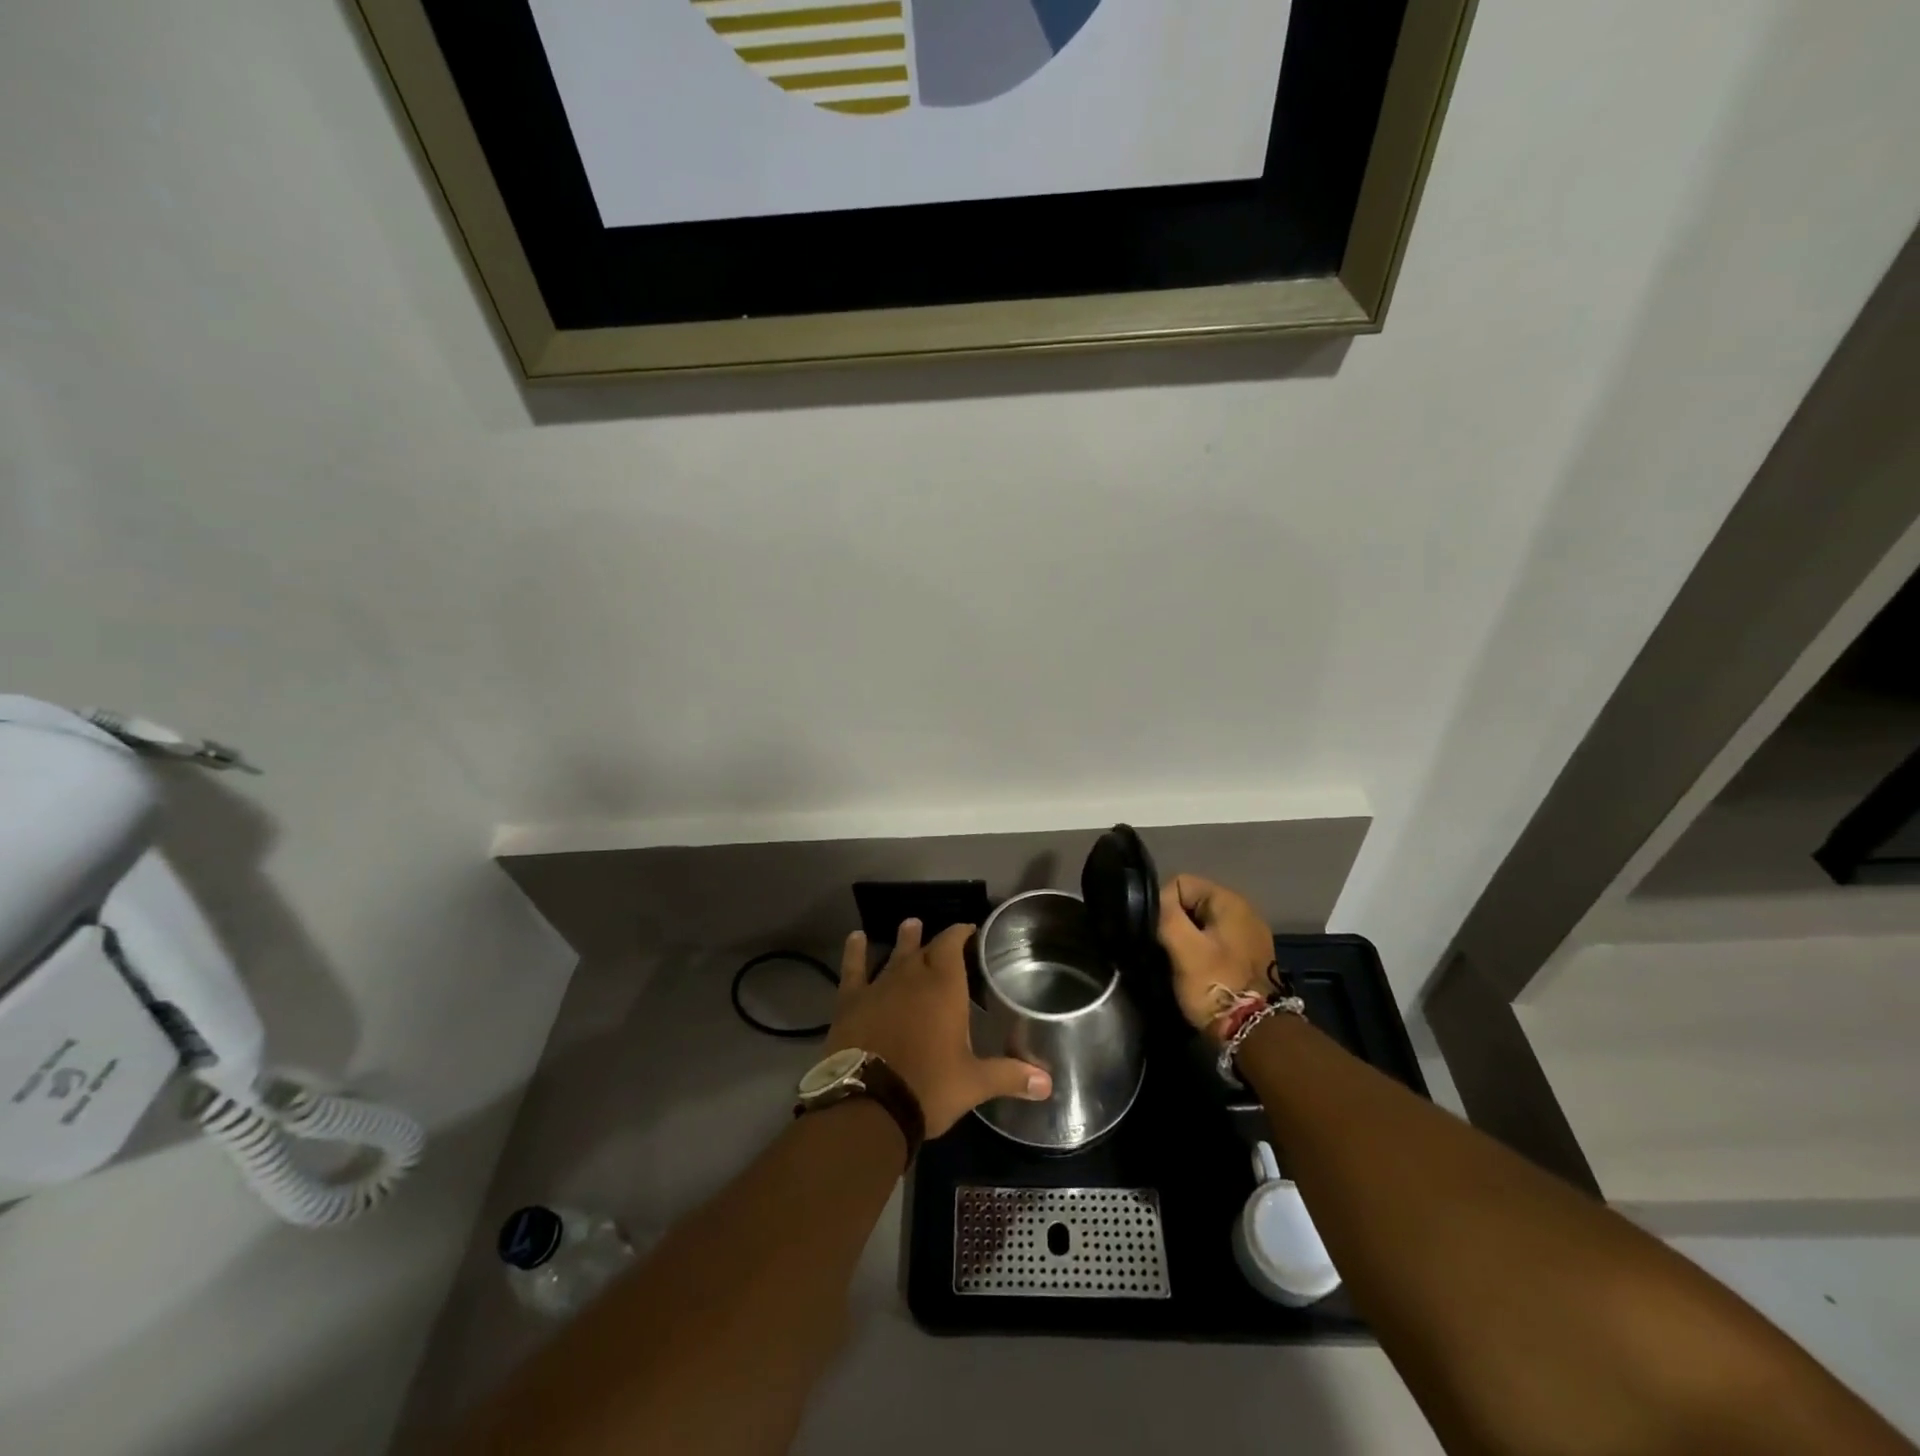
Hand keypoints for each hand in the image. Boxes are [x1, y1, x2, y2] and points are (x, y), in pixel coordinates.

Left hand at [826, 920, 1051, 1137]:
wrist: (868, 1103)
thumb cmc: (929, 1087)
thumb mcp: (974, 1083)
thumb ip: (1010, 1076)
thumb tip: (1048, 1083)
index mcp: (944, 987)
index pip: (953, 945)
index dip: (961, 933)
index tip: (969, 929)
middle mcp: (913, 977)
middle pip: (926, 949)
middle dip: (937, 941)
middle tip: (944, 936)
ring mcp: (879, 986)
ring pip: (894, 954)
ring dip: (904, 940)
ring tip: (910, 924)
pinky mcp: (851, 1001)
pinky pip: (853, 969)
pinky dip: (855, 952)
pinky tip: (855, 937)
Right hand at [1156, 875, 1279, 1041]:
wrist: (1255, 1033)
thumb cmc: (1216, 985)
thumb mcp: (1185, 949)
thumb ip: (1166, 916)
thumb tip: (1152, 902)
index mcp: (1229, 901)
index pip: (1180, 883)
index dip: (1162, 905)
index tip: (1158, 933)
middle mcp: (1242, 910)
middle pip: (1190, 902)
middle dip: (1174, 923)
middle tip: (1166, 950)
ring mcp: (1247, 934)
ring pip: (1200, 923)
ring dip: (1186, 939)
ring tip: (1177, 962)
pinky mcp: (1247, 955)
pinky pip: (1213, 940)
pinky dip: (1200, 951)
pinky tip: (1195, 970)